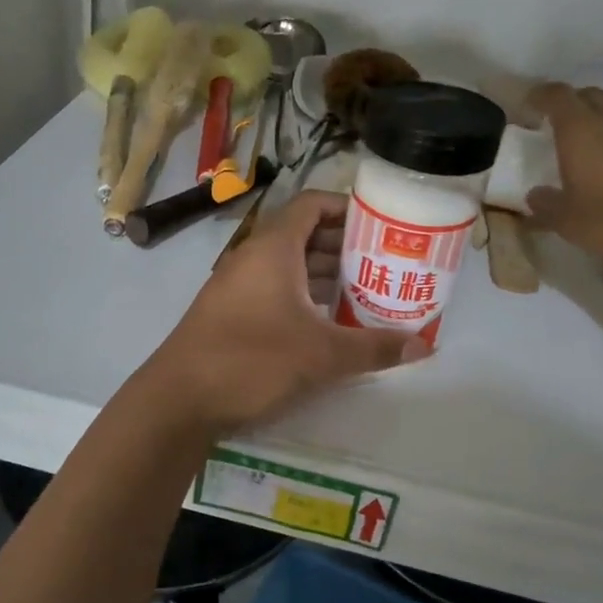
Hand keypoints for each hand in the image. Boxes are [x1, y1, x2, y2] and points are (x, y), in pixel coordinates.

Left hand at [142, 192, 427, 433]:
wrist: (179, 398)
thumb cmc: (252, 360)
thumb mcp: (321, 355)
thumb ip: (373, 348)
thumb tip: (423, 346)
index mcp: (274, 248)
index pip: (312, 204)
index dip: (346, 207)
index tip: (380, 224)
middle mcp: (254, 257)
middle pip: (304, 234)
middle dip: (344, 246)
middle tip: (384, 262)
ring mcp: (238, 284)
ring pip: (289, 265)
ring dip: (325, 274)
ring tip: (366, 291)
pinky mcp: (231, 311)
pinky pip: (275, 288)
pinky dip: (304, 295)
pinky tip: (328, 321)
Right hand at [523, 83, 602, 270]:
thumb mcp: (568, 222)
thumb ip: (545, 205)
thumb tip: (535, 196)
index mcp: (582, 131)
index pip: (556, 96)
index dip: (540, 96)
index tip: (529, 105)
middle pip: (589, 95)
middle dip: (570, 104)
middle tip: (557, 125)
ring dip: (601, 117)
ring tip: (592, 142)